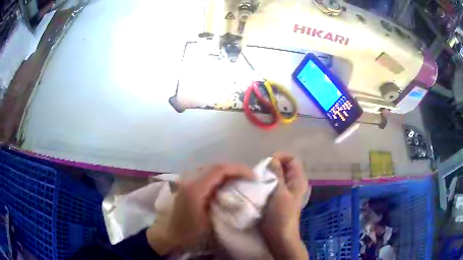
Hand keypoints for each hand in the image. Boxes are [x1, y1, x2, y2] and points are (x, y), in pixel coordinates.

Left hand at [146, 164, 253, 254]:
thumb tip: (237, 195)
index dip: (238, 170)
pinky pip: (205, 173)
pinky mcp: (186, 182)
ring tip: (240, 180)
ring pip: (210, 167)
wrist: (166, 232)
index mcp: (195, 188)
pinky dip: (218, 175)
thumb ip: (221, 205)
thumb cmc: (187, 231)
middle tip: (249, 178)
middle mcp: (189, 178)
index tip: (253, 177)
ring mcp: (186, 179)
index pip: (219, 169)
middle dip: (235, 169)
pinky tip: (225, 184)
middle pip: (216, 165)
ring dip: (227, 171)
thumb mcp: (208, 223)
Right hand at [260, 152, 309, 259]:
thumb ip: (277, 175)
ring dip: (266, 175)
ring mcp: (285, 190)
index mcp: (298, 180)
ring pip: (276, 175)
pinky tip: (257, 187)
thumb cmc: (281, 215)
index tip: (267, 163)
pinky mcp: (277, 197)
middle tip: (260, 172)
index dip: (280, 157)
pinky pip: (271, 184)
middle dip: (271, 166)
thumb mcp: (279, 193)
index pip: (292, 159)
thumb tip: (272, 159)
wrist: (279, 235)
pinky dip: (264, 182)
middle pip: (283, 166)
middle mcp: (293, 183)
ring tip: (257, 179)